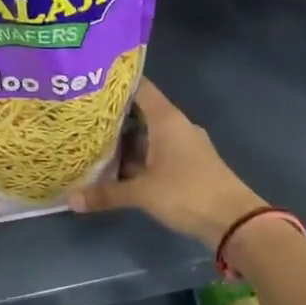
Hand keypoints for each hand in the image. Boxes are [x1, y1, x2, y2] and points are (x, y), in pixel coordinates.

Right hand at [68, 80, 264, 250]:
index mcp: (167, 119)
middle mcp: (176, 125)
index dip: (116, 83)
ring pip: (148, 135)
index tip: (90, 83)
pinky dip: (139, 157)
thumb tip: (71, 199)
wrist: (234, 221)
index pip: (140, 87)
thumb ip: (107, 193)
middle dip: (113, 116)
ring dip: (125, 140)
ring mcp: (184, 145)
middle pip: (141, 112)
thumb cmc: (187, 193)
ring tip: (93, 142)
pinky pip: (157, 152)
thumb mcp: (142, 193)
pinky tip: (118, 168)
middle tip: (82, 117)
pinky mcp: (188, 164)